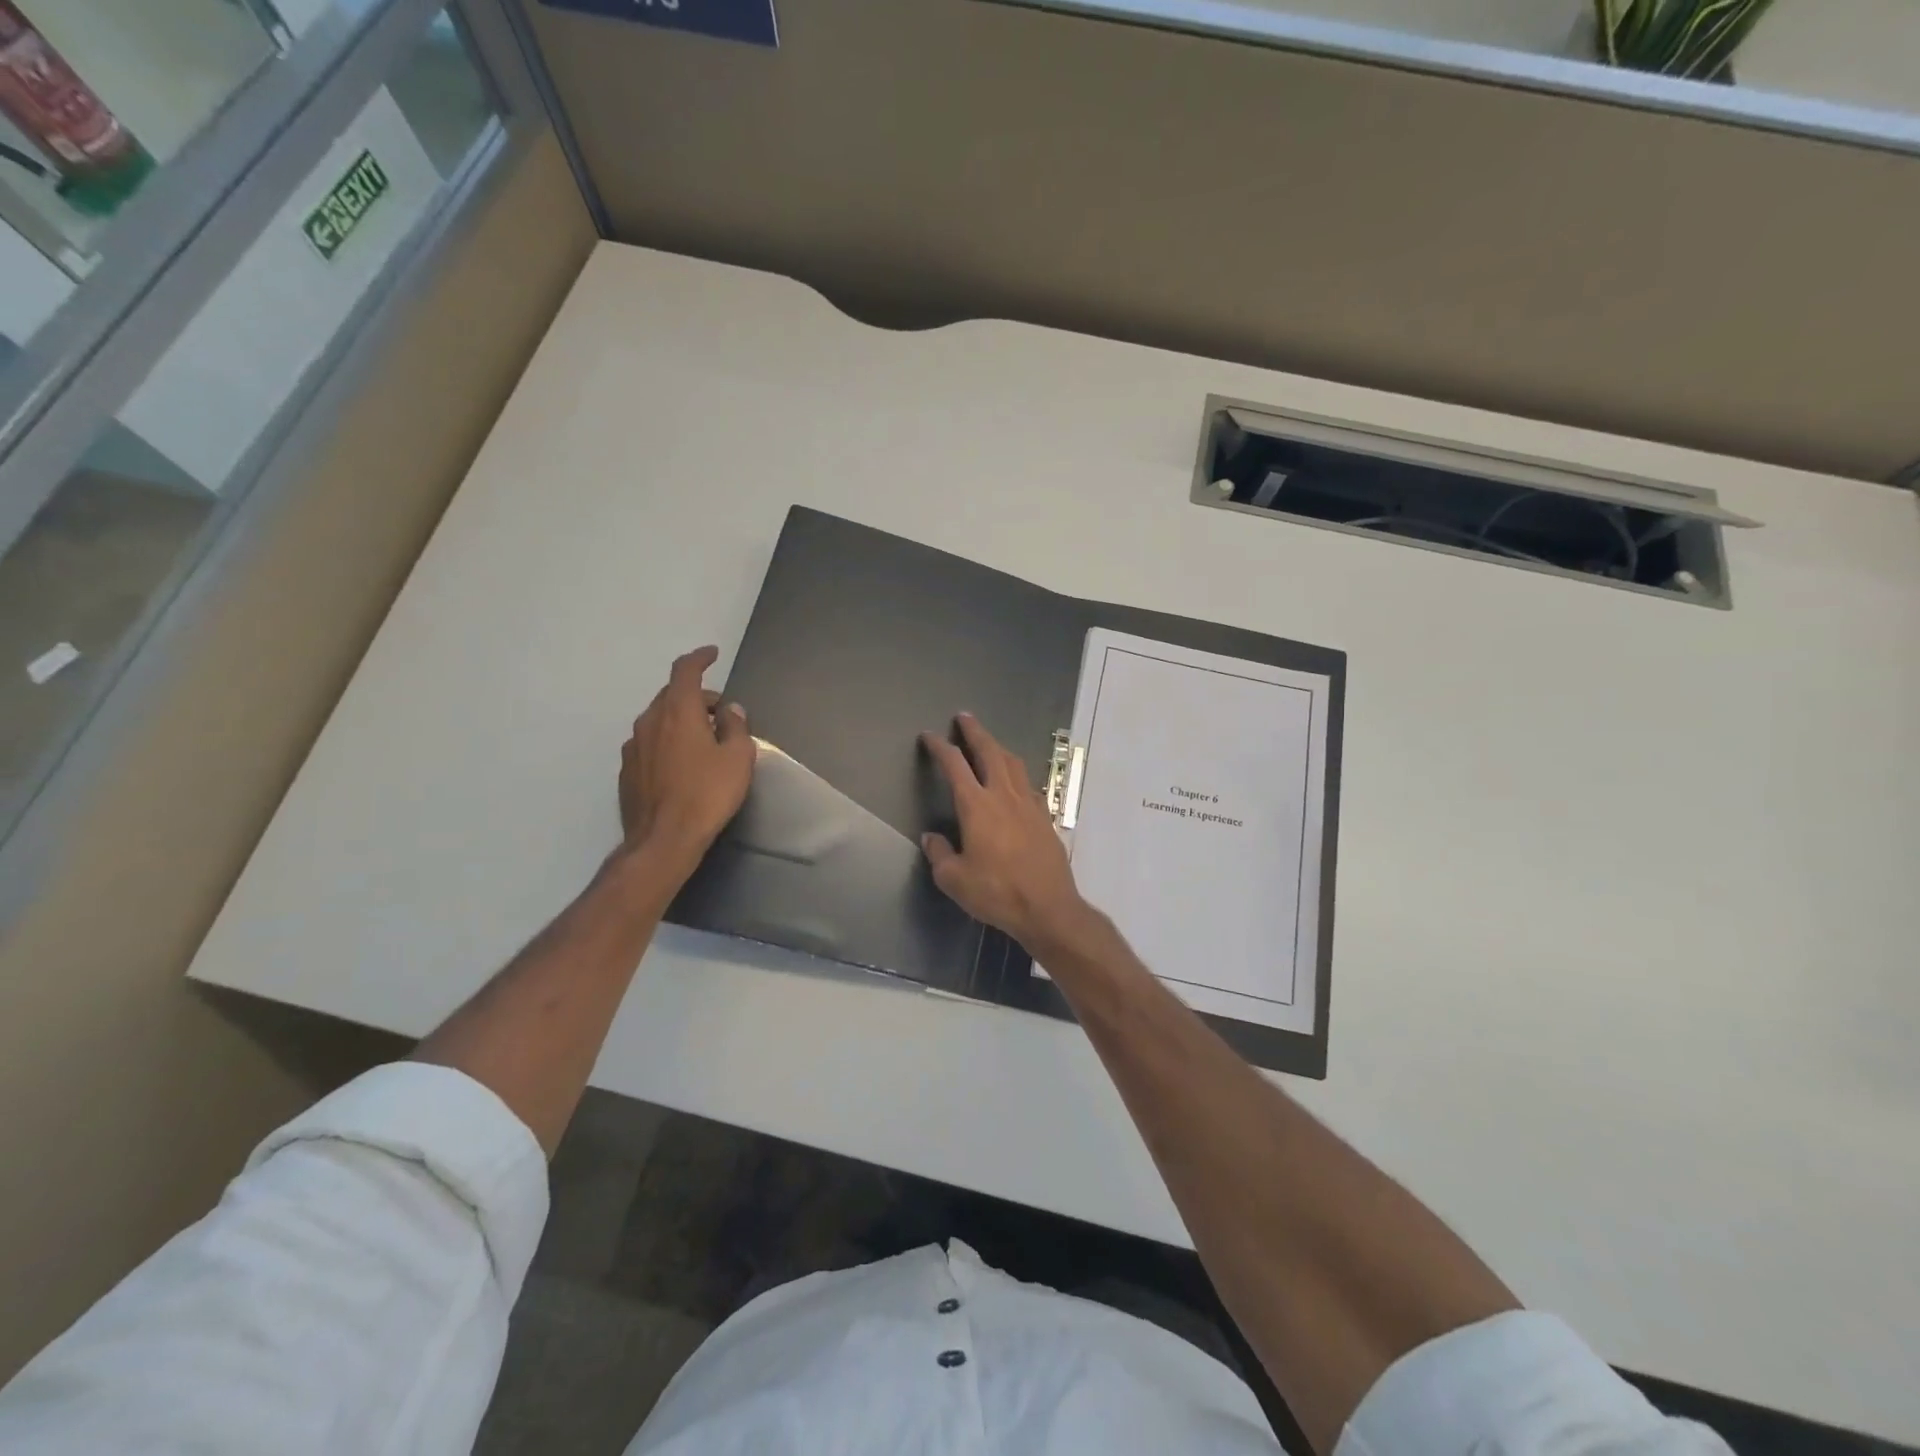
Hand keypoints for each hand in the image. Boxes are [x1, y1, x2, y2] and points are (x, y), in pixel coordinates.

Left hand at [620, 646, 753, 856]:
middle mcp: (650, 721)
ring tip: (703, 739)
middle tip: (721, 711)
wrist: (663, 839)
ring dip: (681, 720)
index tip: (713, 655)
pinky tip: (682, 764)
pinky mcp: (627, 771)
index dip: (700, 658)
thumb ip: (736, 727)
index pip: (685, 670)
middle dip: (697, 696)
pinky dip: (667, 741)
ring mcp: (633, 747)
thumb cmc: (708, 794)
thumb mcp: (738, 758)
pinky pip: (650, 743)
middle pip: (671, 694)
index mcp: (678, 711)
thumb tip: (730, 710)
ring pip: (659, 719)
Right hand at [918, 713, 1094, 954]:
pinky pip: (1029, 784)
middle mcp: (1004, 796)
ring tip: (989, 742)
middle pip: (989, 752)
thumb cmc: (996, 892)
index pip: (954, 765)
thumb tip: (932, 837)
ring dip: (998, 747)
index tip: (929, 736)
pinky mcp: (1045, 817)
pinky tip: (1015, 781)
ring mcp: (1029, 804)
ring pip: (1013, 763)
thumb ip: (940, 854)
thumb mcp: (954, 879)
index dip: (940, 747)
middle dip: (975, 732)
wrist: (1048, 907)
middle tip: (964, 717)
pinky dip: (1017, 773)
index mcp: (977, 806)